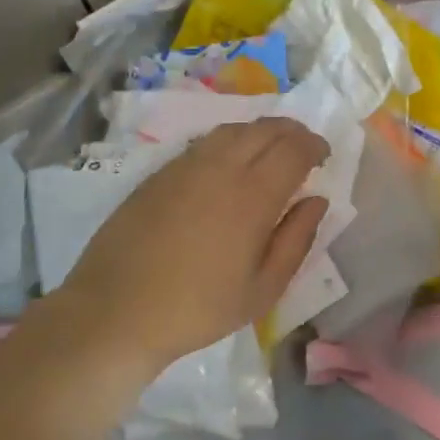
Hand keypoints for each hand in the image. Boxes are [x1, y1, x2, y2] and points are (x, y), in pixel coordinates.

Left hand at [63, 117, 329, 371]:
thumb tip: (317, 201)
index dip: (314, 145)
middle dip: (293, 132)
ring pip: (234, 129)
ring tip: (271, 149)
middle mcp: (222, 168)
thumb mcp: (262, 290)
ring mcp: (187, 165)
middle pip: (266, 129)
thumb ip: (296, 240)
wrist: (116, 310)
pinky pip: (206, 141)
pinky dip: (231, 140)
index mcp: (253, 196)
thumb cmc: (198, 308)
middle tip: (304, 148)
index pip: (294, 149)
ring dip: (261, 131)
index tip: (323, 156)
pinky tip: (231, 160)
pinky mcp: (162, 171)